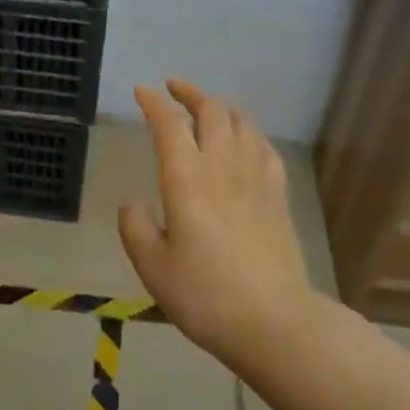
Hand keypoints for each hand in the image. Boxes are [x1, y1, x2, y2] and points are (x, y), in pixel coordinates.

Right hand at [117, 78, 315, 360]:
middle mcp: (222, 165)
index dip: (154, 102)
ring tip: (207, 108)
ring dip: (220, 106)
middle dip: (189, 92)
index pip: (169, 123)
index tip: (141, 91)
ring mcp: (255, 176)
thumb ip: (136, 229)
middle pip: (210, 109)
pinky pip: (264, 145)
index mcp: (186, 178)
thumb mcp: (153, 268)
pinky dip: (248, 131)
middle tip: (173, 88)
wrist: (273, 320)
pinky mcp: (278, 193)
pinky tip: (244, 139)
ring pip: (241, 121)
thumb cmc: (205, 295)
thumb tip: (132, 204)